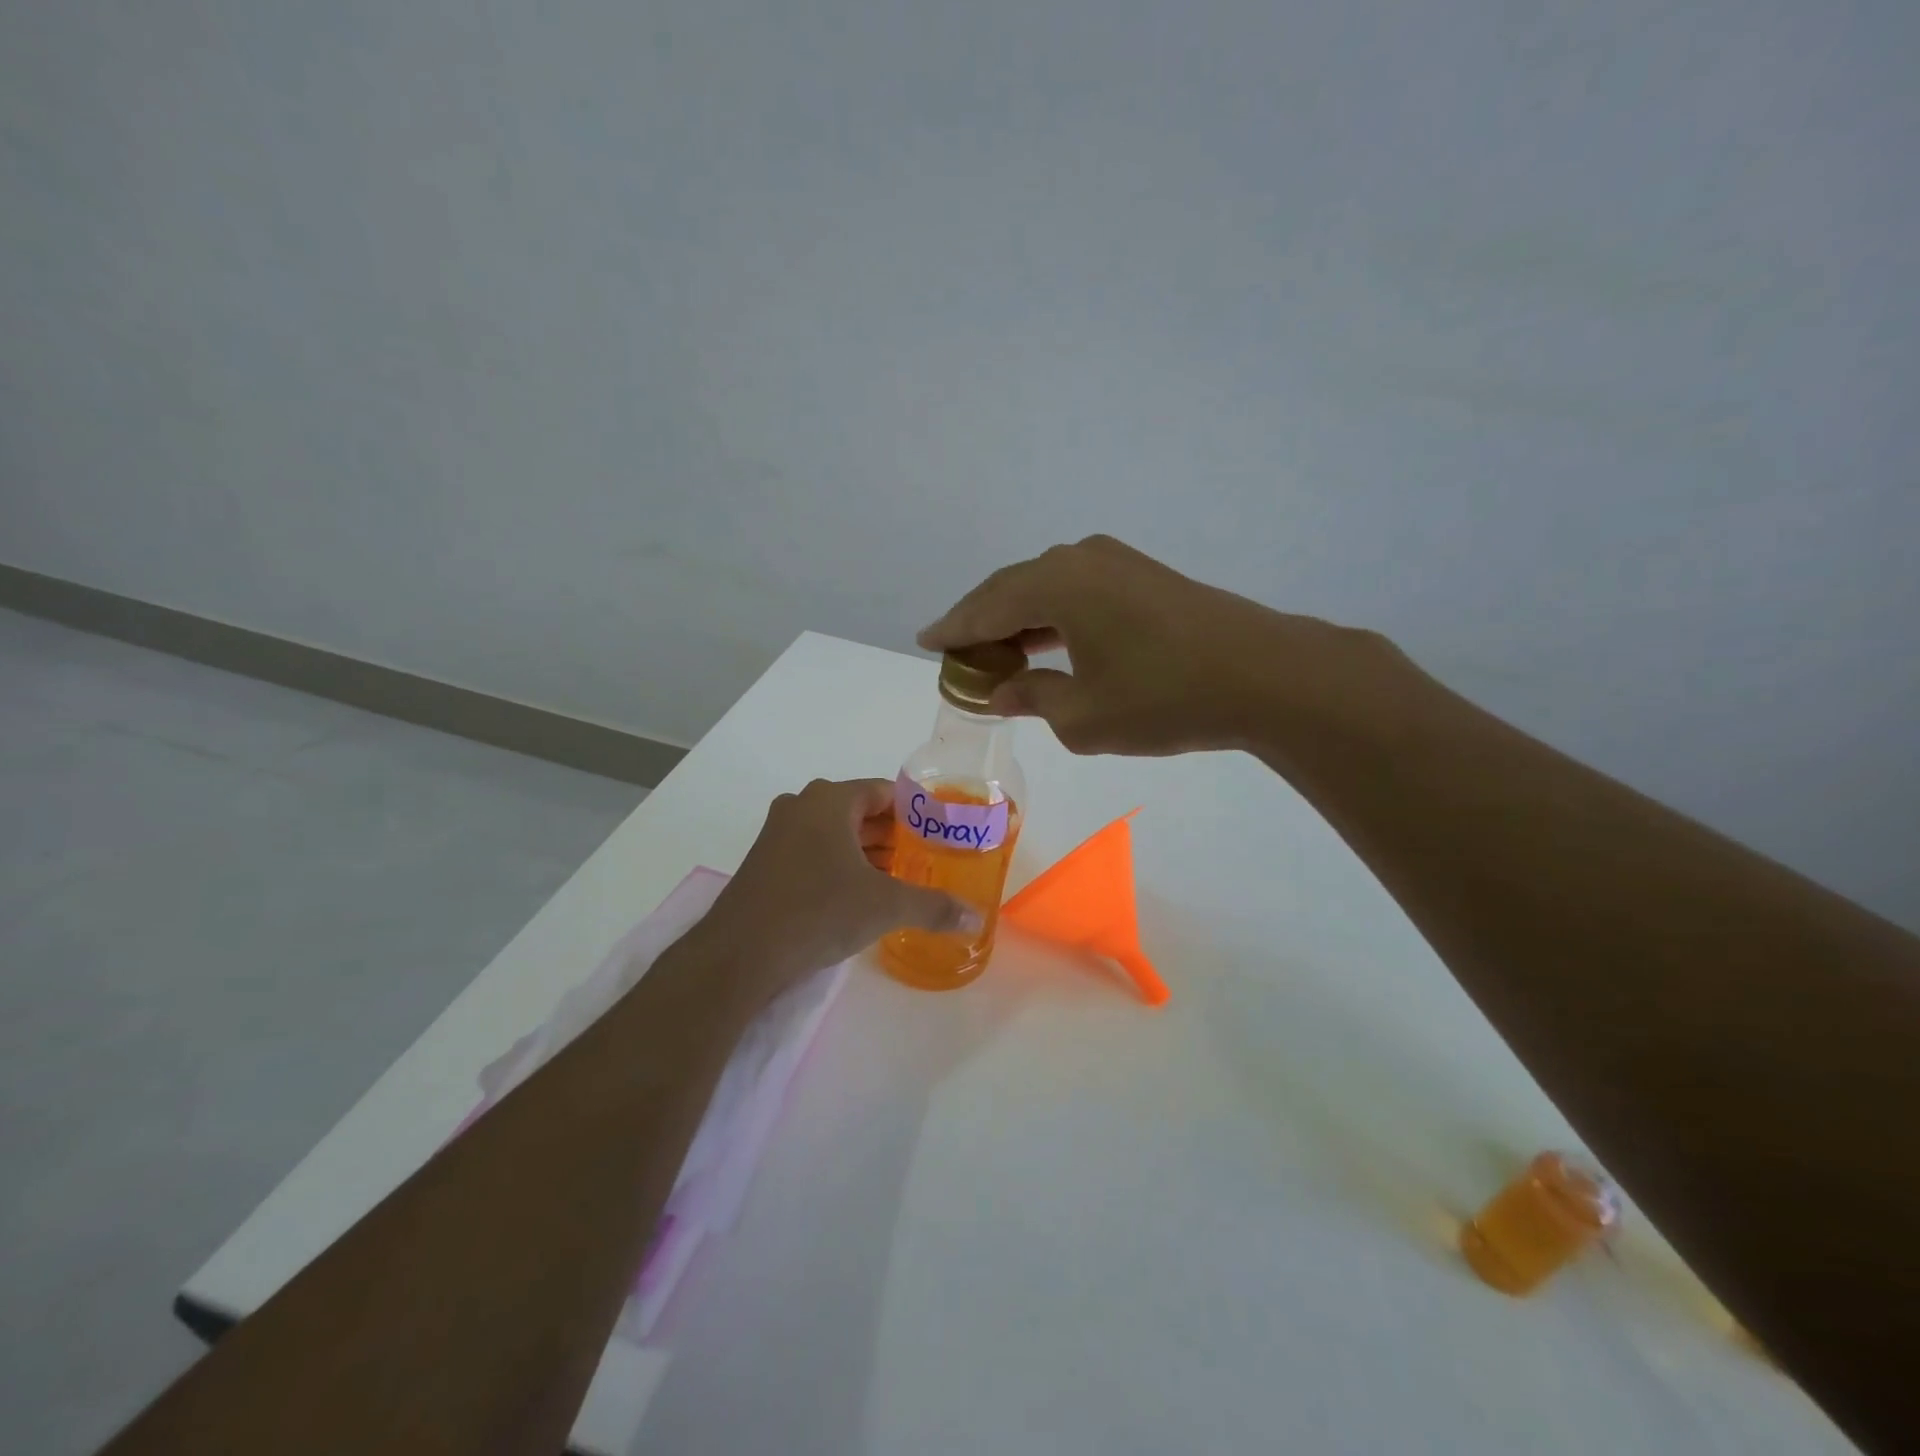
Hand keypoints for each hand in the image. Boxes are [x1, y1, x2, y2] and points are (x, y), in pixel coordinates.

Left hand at [700, 778, 982, 1005]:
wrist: (739, 953)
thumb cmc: (818, 911)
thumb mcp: (885, 906)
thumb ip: (934, 906)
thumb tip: (975, 918)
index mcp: (829, 800)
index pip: (884, 791)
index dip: (915, 811)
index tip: (940, 832)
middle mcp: (801, 807)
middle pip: (860, 812)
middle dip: (894, 836)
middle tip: (927, 859)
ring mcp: (778, 835)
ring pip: (836, 835)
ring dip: (867, 854)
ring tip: (902, 879)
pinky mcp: (765, 864)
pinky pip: (814, 854)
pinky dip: (840, 867)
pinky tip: (861, 896)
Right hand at [920, 535, 1397, 758]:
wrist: (1264, 675)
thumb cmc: (1163, 698)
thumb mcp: (1084, 716)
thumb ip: (1033, 697)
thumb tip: (1003, 689)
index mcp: (1054, 584)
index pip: (984, 606)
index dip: (952, 628)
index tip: (925, 640)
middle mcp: (1078, 559)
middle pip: (1011, 589)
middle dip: (982, 621)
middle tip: (957, 652)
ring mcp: (1115, 562)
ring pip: (1046, 588)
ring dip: (1019, 619)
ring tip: (997, 652)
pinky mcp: (1142, 575)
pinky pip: (1077, 591)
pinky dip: (1053, 617)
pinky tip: (1048, 642)